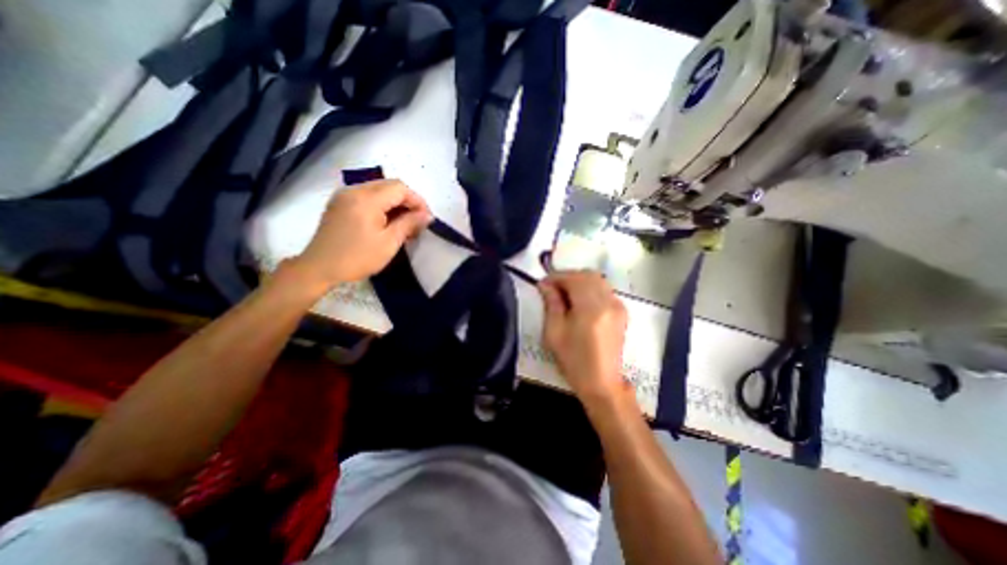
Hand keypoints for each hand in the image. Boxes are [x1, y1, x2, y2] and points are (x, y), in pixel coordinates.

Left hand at [292, 178, 433, 289]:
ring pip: (378, 189)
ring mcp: (344, 195)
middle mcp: (354, 190)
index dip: (417, 200)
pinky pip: (366, 196)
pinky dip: (381, 205)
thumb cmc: (357, 258)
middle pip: (389, 185)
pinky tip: (386, 221)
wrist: (319, 267)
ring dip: (395, 203)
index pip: (400, 188)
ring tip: (404, 223)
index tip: (426, 218)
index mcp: (366, 199)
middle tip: (417, 222)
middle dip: (407, 201)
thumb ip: (409, 224)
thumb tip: (427, 215)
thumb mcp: (389, 243)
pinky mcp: (339, 202)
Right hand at [535, 271, 626, 402]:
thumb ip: (551, 304)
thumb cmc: (574, 361)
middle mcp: (608, 302)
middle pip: (588, 275)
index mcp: (591, 308)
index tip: (543, 284)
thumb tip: (545, 285)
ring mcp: (618, 306)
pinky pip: (604, 289)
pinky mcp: (622, 311)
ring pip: (597, 280)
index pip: (574, 278)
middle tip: (553, 289)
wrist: (602, 383)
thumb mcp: (554, 333)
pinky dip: (590, 288)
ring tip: (565, 295)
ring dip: (579, 281)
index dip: (556, 277)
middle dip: (568, 277)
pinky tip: (580, 302)